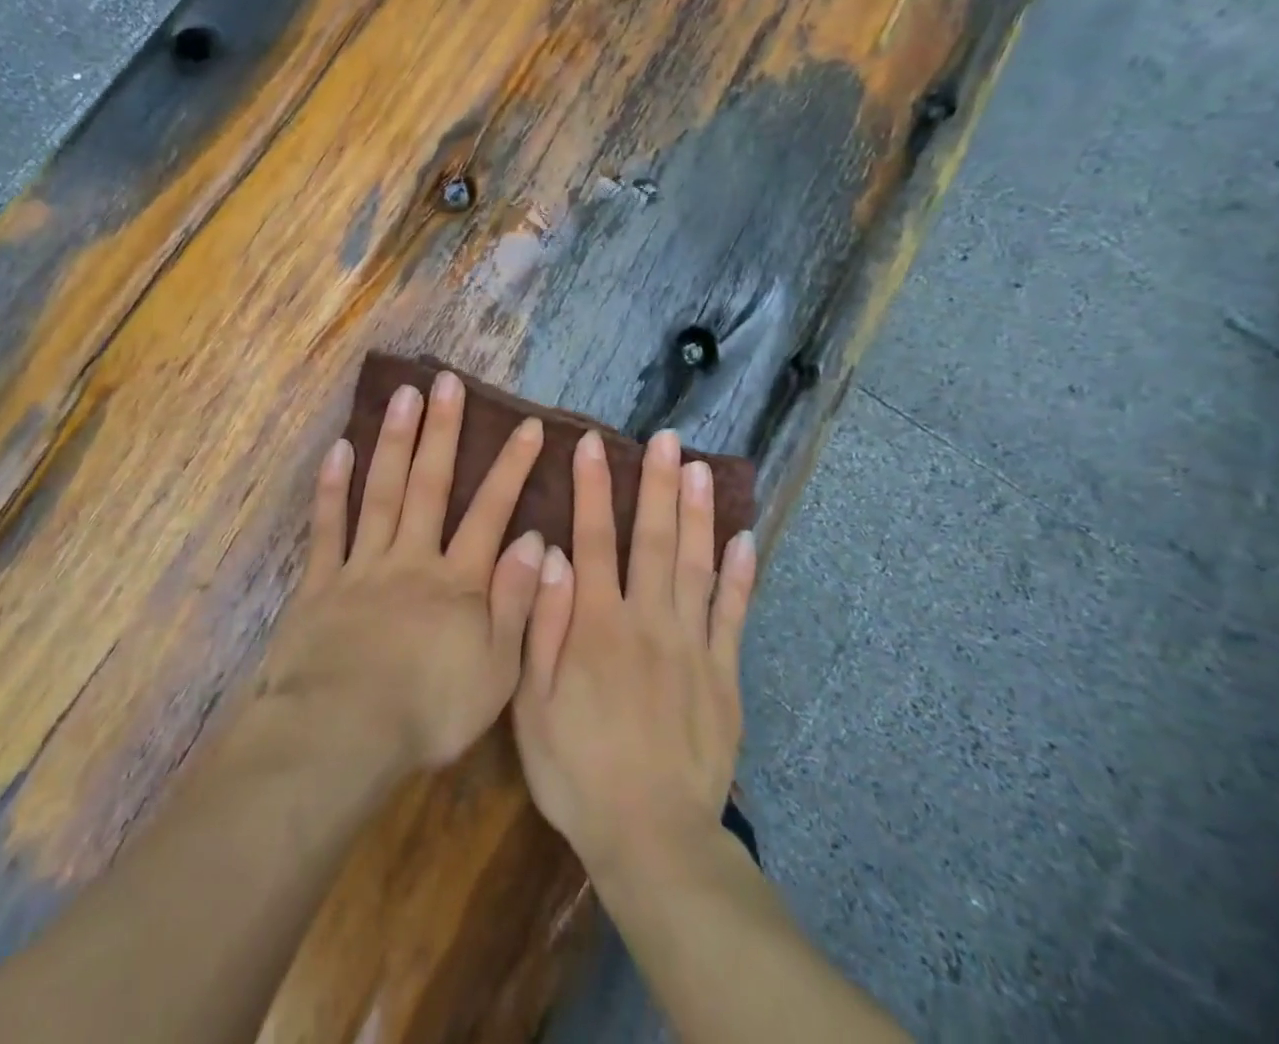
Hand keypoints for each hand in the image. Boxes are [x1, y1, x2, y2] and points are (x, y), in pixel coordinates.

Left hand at [260, 369, 548, 772]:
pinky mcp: (321, 583)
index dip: (511, 468)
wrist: (342, 735)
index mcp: (458, 582)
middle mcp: (412, 559)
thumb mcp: (496, 670)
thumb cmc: (428, 711)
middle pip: (430, 485)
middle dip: (442, 432)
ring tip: (402, 395)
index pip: (491, 513)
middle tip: (446, 382)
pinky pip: (328, 528)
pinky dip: (333, 488)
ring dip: (394, 441)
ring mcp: (363, 566)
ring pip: (381, 492)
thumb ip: (517, 602)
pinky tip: (339, 449)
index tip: (527, 426)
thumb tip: (538, 541)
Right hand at [512, 429, 758, 875]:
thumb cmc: (578, 771)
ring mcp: (692, 645)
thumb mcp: (532, 705)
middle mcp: (647, 621)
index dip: (593, 488)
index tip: (593, 444)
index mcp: (597, 625)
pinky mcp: (725, 674)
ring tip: (702, 468)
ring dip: (699, 513)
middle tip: (666, 439)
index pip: (593, 539)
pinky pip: (735, 615)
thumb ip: (541, 625)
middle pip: (654, 540)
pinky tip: (746, 539)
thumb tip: (549, 554)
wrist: (652, 838)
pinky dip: (741, 575)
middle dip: (658, 485)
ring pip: (697, 565)